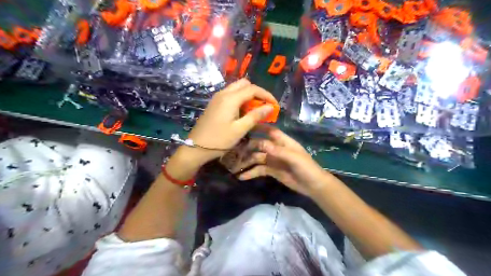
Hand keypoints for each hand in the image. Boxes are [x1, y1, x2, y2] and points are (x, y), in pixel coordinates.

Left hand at [189, 80, 277, 165]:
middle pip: (244, 84)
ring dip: (248, 95)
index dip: (266, 95)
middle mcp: (223, 93)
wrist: (196, 147)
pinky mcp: (214, 103)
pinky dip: (240, 98)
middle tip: (264, 105)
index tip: (275, 105)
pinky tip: (243, 111)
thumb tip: (270, 107)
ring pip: (237, 88)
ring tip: (256, 109)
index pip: (253, 89)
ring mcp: (217, 97)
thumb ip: (255, 116)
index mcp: (230, 98)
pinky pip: (230, 94)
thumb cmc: (219, 140)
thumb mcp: (240, 129)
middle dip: (257, 92)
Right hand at [234, 125, 335, 197]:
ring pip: (256, 158)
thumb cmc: (306, 167)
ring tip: (234, 166)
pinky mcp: (271, 171)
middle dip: (248, 147)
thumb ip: (278, 150)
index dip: (259, 127)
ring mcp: (273, 160)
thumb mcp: (294, 158)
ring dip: (246, 162)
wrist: (312, 186)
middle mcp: (276, 149)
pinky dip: (251, 173)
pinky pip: (259, 170)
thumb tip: (261, 143)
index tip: (245, 124)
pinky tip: (242, 177)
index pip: (269, 131)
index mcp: (283, 142)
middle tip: (233, 150)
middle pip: (259, 145)